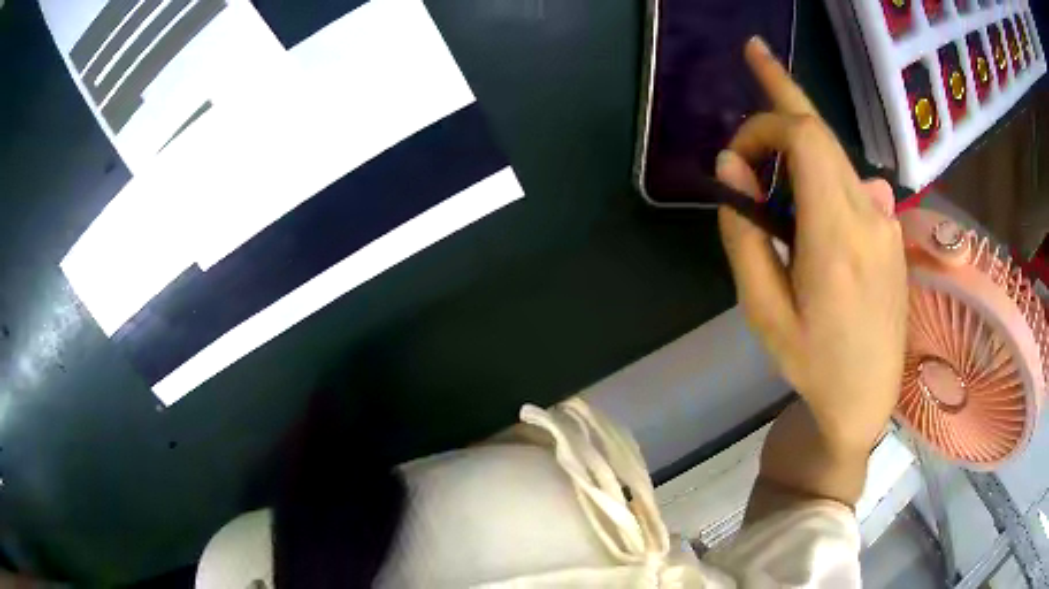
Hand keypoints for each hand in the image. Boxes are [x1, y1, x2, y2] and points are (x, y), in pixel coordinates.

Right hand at [717, 38, 907, 457]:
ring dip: (799, 146)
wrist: (868, 398)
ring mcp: (887, 221)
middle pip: (824, 132)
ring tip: (769, 171)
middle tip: (753, 51)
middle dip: (783, 94)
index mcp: (836, 236)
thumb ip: (745, 234)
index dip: (765, 126)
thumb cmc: (813, 363)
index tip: (736, 157)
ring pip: (837, 157)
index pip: (806, 137)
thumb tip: (733, 168)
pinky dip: (821, 173)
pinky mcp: (892, 232)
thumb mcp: (764, 311)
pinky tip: (808, 206)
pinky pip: (852, 184)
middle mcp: (869, 214)